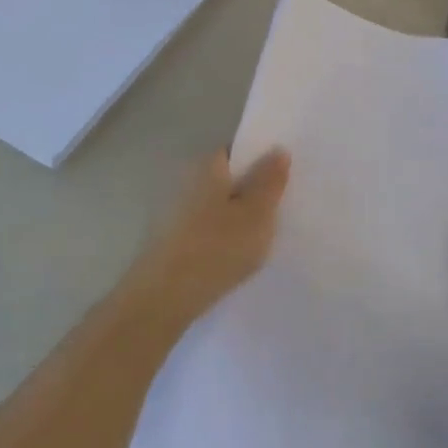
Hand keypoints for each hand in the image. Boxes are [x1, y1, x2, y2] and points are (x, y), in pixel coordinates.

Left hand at [129, 150, 290, 324]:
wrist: (162, 299)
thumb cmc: (216, 248)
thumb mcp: (257, 213)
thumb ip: (270, 180)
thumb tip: (277, 149)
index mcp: (207, 166)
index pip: (237, 151)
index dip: (261, 160)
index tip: (285, 176)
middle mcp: (186, 181)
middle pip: (226, 179)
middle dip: (250, 190)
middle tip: (281, 208)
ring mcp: (174, 213)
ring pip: (216, 206)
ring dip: (236, 217)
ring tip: (263, 237)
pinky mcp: (169, 242)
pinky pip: (205, 230)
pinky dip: (221, 237)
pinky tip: (236, 256)